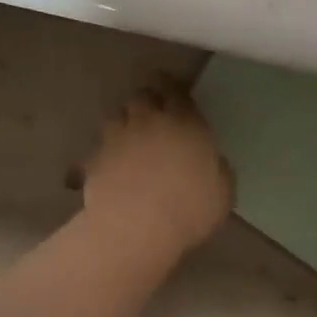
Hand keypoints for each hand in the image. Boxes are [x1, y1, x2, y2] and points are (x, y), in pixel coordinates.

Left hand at [81, 79, 233, 255]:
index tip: (172, 91)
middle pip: (141, 96)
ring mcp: (116, 138)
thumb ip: (217, 169)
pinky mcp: (94, 160)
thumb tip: (212, 163)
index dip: (172, 87)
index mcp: (184, 122)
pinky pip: (99, 150)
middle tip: (153, 116)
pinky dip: (105, 156)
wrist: (136, 229)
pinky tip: (110, 171)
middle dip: (147, 102)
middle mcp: (147, 121)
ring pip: (117, 118)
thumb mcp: (223, 192)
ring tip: (130, 143)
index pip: (175, 90)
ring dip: (124, 125)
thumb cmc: (189, 209)